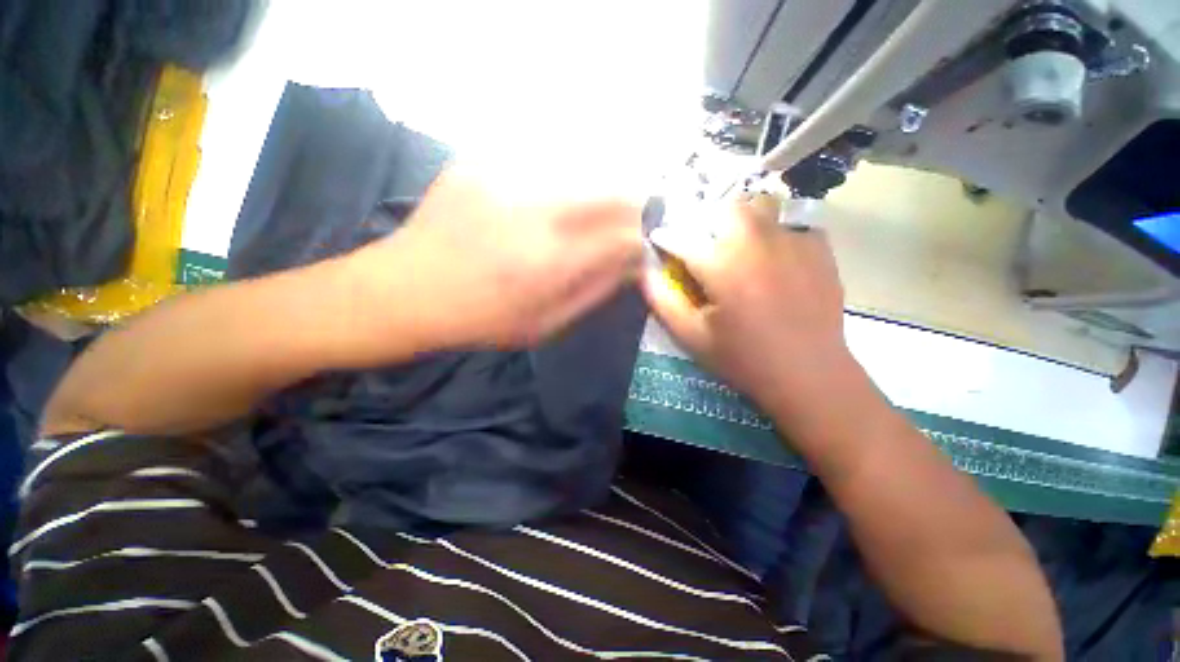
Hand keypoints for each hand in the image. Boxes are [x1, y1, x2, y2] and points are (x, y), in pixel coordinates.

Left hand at [367, 162, 643, 348]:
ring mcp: (508, 177)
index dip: (641, 240)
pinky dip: (560, 183)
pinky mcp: (484, 161)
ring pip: (585, 171)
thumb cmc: (482, 319)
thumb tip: (632, 263)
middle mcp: (537, 211)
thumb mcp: (547, 324)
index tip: (638, 248)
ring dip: (597, 194)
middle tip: (620, 228)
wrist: (408, 290)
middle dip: (631, 209)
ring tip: (581, 219)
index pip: (626, 235)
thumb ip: (595, 290)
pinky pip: (545, 163)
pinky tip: (541, 205)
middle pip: (614, 191)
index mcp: (553, 261)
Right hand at [643, 193, 851, 419]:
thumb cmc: (743, 359)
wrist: (809, 375)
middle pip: (725, 207)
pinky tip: (770, 256)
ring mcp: (794, 241)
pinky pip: (789, 222)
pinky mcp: (819, 248)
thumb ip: (662, 299)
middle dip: (705, 220)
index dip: (666, 238)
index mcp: (723, 267)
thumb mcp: (691, 336)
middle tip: (701, 244)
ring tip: (734, 245)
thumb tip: (644, 269)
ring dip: (739, 219)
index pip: (683, 236)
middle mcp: (758, 243)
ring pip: (760, 205)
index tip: (660, 244)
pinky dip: (772, 231)